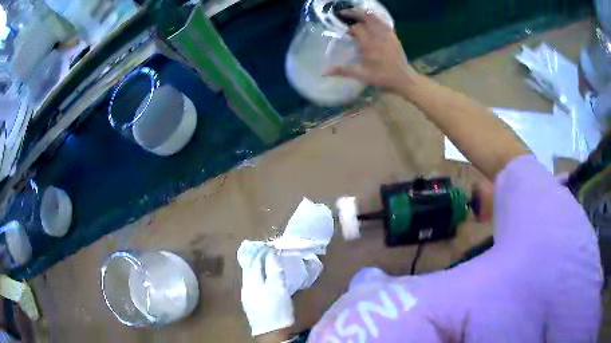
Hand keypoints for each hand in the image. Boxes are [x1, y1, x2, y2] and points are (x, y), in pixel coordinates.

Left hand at [238, 241, 293, 336]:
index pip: (256, 261)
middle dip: (257, 257)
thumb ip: (274, 271)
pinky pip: (250, 282)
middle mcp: (246, 285)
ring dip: (255, 266)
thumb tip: (272, 254)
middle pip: (249, 267)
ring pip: (249, 275)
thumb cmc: (278, 310)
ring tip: (263, 261)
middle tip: (266, 250)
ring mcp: (246, 294)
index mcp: (253, 281)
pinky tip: (261, 277)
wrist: (270, 332)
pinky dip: (255, 275)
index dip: (263, 252)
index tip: (270, 245)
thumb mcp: (279, 289)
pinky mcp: (248, 301)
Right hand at [327, 10, 417, 93]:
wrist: (404, 79)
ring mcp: (387, 35)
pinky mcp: (394, 36)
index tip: (347, 35)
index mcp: (369, 45)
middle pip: (365, 17)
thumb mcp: (363, 76)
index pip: (356, 29)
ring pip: (375, 18)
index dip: (350, 30)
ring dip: (364, 14)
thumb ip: (344, 71)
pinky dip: (376, 18)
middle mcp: (378, 37)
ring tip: (356, 13)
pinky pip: (384, 22)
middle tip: (344, 13)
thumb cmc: (383, 78)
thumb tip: (324, 72)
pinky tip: (372, 20)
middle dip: (354, 13)